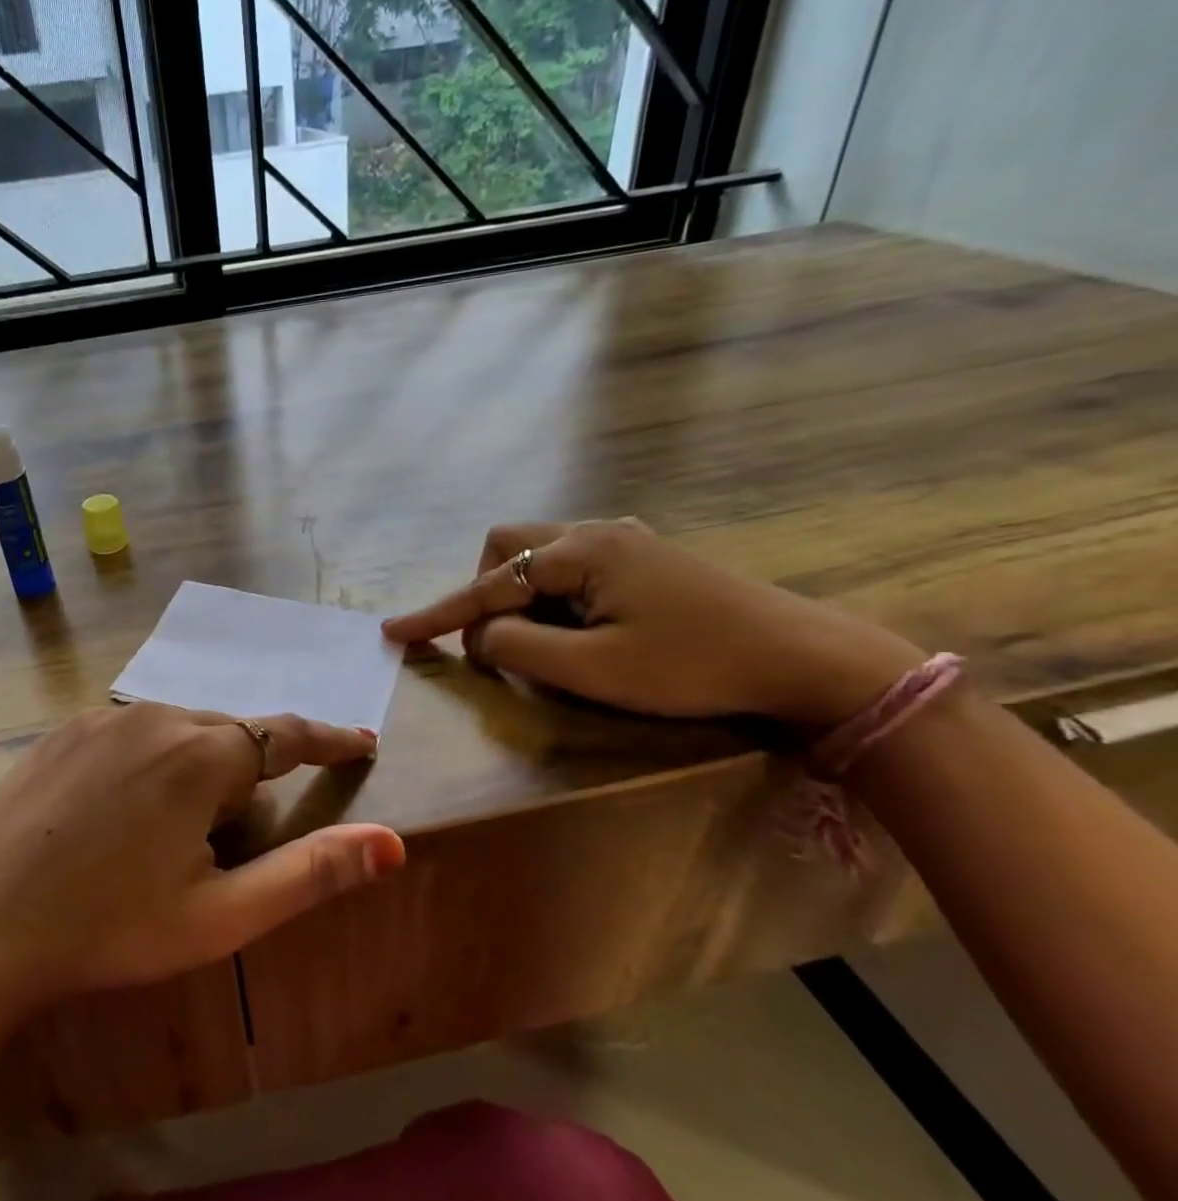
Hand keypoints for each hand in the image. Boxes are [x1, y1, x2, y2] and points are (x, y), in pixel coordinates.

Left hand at [0, 705, 403, 1033]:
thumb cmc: (110, 930)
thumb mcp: (222, 916)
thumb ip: (311, 873)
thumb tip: (392, 842)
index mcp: (203, 756)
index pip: (288, 735)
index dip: (330, 740)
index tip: (361, 743)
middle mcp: (156, 716)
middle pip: (230, 738)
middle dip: (244, 780)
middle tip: (223, 845)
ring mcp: (102, 719)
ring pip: (178, 733)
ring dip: (193, 772)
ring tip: (162, 839)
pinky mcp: (62, 730)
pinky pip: (129, 735)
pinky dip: (146, 764)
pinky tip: (116, 816)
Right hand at [383, 520, 923, 730]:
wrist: (806, 660)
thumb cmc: (692, 666)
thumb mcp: (592, 669)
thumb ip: (518, 646)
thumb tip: (481, 635)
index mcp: (581, 550)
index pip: (488, 584)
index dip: (438, 614)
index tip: (394, 633)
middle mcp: (597, 531)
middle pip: (508, 548)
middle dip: (487, 592)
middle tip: (502, 642)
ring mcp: (625, 542)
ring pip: (540, 556)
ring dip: (523, 598)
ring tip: (547, 643)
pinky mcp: (645, 559)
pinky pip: (573, 568)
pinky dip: (555, 599)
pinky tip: (583, 630)